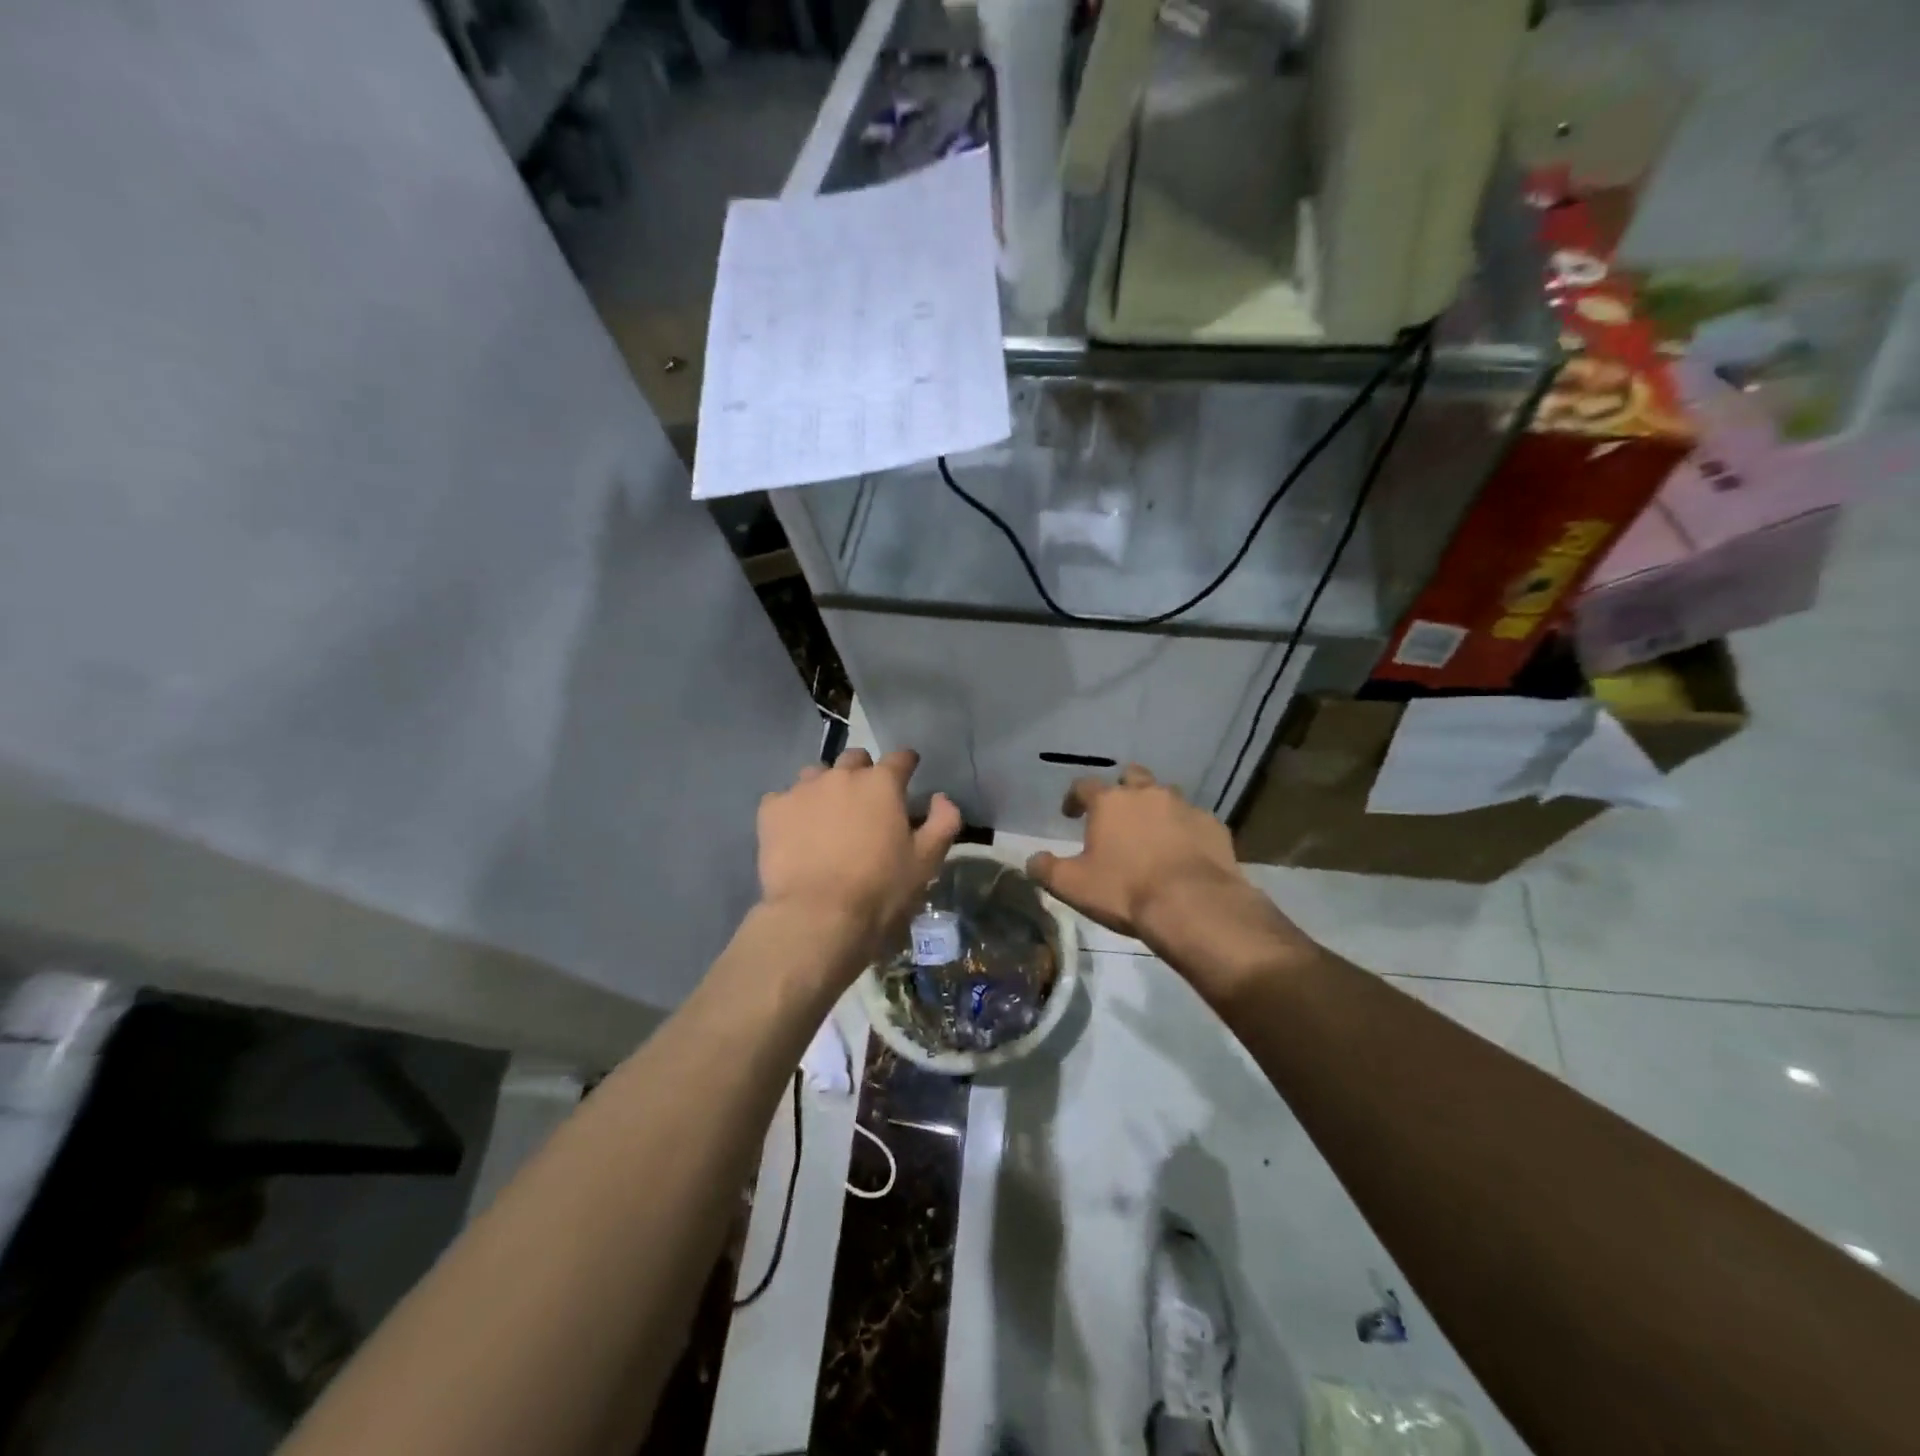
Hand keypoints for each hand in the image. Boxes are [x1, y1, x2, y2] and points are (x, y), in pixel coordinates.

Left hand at [757, 748, 961, 965]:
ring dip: (826, 787)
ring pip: (816, 774)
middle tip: (866, 802)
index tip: (908, 775)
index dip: (906, 765)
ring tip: (827, 815)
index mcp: (882, 783)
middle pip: (855, 759)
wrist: (817, 916)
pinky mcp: (772, 810)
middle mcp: (841, 775)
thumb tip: (941, 798)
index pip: (900, 758)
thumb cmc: (879, 889)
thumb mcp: (926, 861)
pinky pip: (783, 798)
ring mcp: (802, 789)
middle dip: (863, 773)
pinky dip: (792, 809)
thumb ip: (943, 822)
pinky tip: (795, 832)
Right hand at [1024, 765, 1245, 938]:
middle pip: (1131, 776)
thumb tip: (1032, 860)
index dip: (1074, 798)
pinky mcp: (1213, 826)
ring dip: (1156, 807)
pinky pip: (1194, 821)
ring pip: (1166, 795)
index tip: (1070, 813)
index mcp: (1110, 802)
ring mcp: (1184, 806)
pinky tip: (1183, 852)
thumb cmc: (1125, 890)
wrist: (1193, 905)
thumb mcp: (1073, 886)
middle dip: (1122, 790)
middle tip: (1117, 814)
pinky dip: (1185, 830)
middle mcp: (1147, 793)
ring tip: (1151, 833)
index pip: (1084, 785)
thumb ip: (1046, 869)